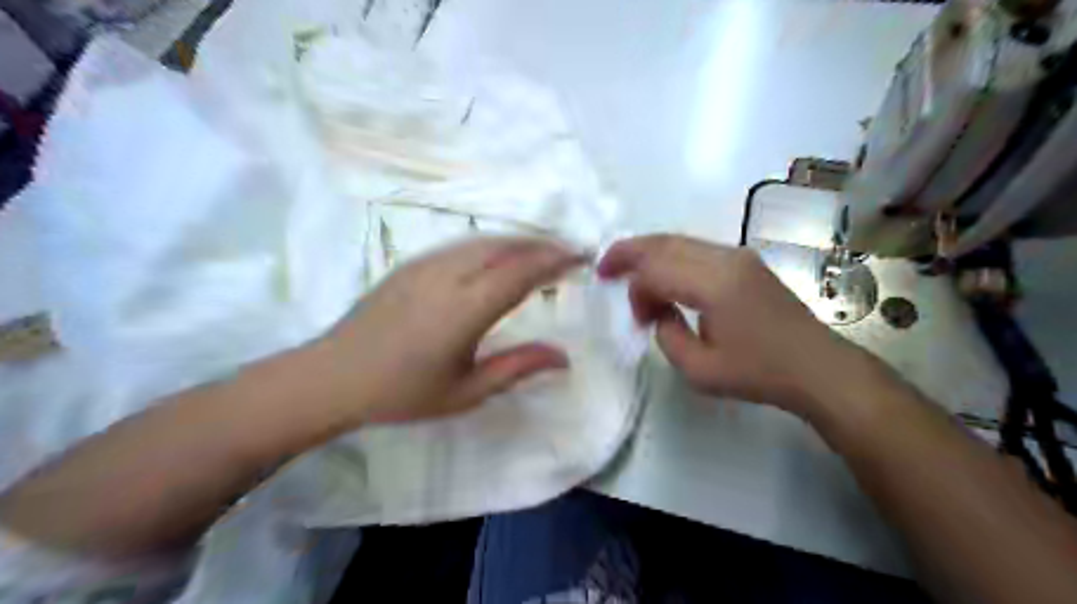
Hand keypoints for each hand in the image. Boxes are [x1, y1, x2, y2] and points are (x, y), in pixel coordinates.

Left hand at [313, 237, 580, 425]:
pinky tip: (498, 257)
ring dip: (518, 242)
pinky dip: (491, 245)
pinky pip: (461, 245)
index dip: (555, 260)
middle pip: (506, 247)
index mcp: (465, 309)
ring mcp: (426, 265)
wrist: (332, 376)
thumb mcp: (467, 391)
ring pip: (483, 241)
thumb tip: (564, 357)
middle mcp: (448, 276)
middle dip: (542, 245)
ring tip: (541, 252)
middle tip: (569, 252)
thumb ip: (518, 368)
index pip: (522, 271)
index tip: (581, 257)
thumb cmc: (402, 393)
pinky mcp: (411, 264)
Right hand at [603, 236, 864, 414]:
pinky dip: (670, 257)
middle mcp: (725, 258)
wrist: (818, 367)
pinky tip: (663, 275)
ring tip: (628, 272)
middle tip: (604, 268)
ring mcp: (738, 255)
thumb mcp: (700, 370)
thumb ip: (667, 336)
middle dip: (628, 252)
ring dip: (649, 254)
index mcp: (714, 284)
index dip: (635, 289)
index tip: (638, 319)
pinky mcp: (745, 261)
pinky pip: (696, 248)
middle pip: (663, 242)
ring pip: (679, 240)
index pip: (656, 270)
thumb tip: (659, 312)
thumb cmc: (760, 373)